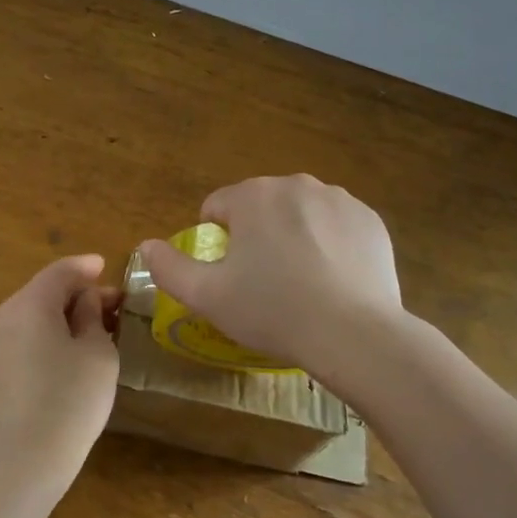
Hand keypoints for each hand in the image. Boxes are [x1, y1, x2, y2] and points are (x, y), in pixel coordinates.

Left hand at [0, 254, 120, 495]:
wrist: (23, 463)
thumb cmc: (70, 400)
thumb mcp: (97, 353)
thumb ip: (92, 316)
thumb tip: (85, 301)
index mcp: (28, 305)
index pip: (59, 272)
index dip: (85, 267)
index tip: (106, 267)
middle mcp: (2, 317)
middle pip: (43, 293)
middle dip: (77, 295)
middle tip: (111, 306)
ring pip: (31, 317)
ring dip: (62, 317)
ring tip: (94, 330)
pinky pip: (22, 340)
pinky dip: (46, 336)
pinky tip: (68, 354)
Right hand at [140, 175, 402, 377]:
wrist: (354, 334)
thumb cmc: (272, 311)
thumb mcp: (207, 296)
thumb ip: (168, 268)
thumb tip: (146, 246)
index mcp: (252, 196)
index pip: (217, 207)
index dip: (216, 242)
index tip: (229, 276)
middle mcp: (295, 184)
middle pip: (260, 207)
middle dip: (256, 235)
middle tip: (264, 283)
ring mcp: (338, 199)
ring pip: (300, 214)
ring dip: (293, 236)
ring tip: (301, 283)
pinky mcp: (370, 219)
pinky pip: (336, 226)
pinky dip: (330, 244)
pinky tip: (333, 280)